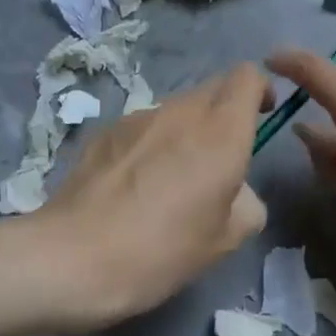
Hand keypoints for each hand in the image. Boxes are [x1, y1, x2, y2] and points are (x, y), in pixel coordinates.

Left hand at [35, 64, 271, 329]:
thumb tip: (237, 192)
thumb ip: (247, 204)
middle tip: (222, 158)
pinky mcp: (104, 132)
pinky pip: (143, 126)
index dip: (261, 91)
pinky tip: (135, 186)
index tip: (261, 118)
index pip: (248, 77)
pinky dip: (152, 143)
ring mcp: (137, 117)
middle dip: (226, 111)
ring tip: (173, 178)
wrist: (73, 258)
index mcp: (221, 132)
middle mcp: (181, 111)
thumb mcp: (225, 240)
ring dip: (187, 130)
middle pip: (213, 88)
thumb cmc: (162, 251)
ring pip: (176, 108)